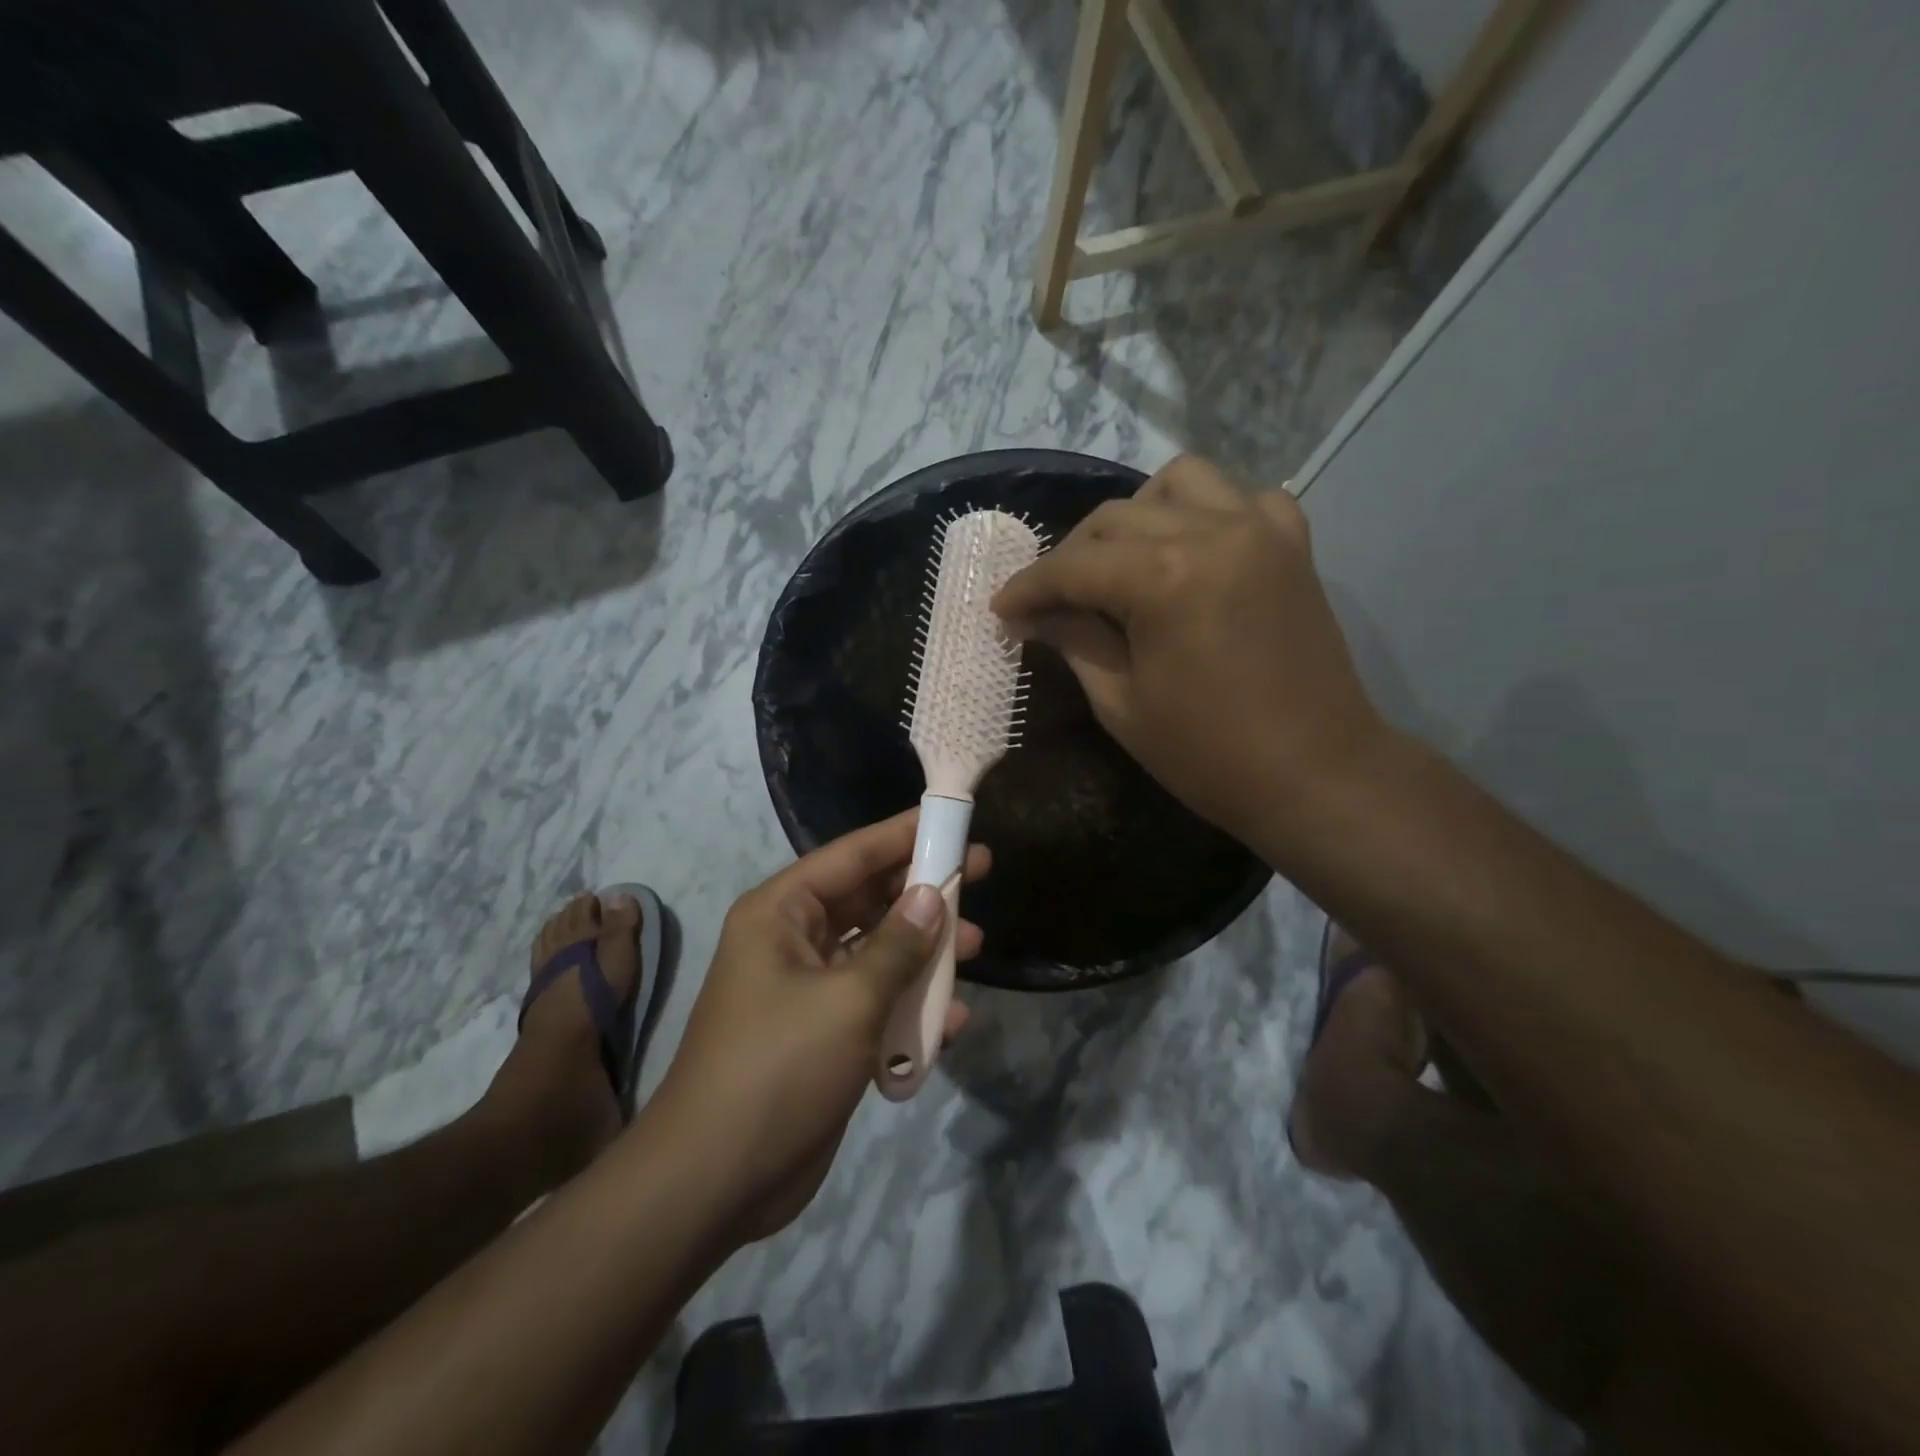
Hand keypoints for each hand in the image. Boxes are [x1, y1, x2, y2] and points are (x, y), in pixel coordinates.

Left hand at [652, 811, 988, 1243]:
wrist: (716, 1182)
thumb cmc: (778, 1068)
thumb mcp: (847, 999)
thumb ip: (897, 945)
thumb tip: (932, 895)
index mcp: (781, 913)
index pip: (851, 856)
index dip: (902, 834)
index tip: (950, 819)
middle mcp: (793, 941)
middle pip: (869, 899)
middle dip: (922, 891)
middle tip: (978, 873)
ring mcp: (809, 990)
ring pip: (878, 952)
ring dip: (924, 952)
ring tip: (976, 945)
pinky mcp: (825, 1035)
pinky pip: (876, 1003)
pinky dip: (911, 1007)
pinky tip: (951, 1021)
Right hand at [992, 454, 1385, 850]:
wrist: (1316, 774)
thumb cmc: (1209, 755)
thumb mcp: (1121, 703)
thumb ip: (1074, 641)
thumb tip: (1034, 615)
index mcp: (1166, 578)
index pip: (1074, 566)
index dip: (1029, 588)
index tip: (1001, 609)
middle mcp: (1214, 531)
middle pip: (1115, 519)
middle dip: (1070, 558)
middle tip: (1050, 603)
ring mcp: (1260, 530)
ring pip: (1177, 483)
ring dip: (1135, 517)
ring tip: (1120, 565)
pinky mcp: (1292, 544)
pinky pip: (1240, 498)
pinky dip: (1205, 513)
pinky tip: (1192, 551)